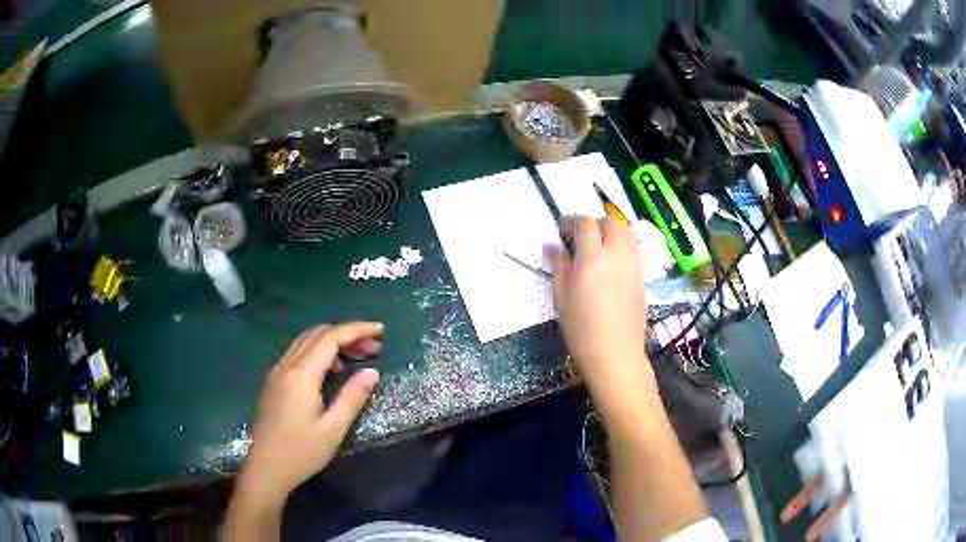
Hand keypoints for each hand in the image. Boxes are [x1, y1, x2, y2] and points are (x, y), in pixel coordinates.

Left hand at [234, 322, 382, 510]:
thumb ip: (352, 397)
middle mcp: (286, 366)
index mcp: (301, 375)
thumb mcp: (333, 429)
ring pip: (306, 342)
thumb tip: (372, 372)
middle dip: (347, 334)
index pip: (331, 338)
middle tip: (373, 348)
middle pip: (318, 334)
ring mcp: (277, 372)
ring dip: (332, 342)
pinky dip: (318, 352)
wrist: (265, 468)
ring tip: (356, 358)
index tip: (380, 331)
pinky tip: (331, 371)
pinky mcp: (273, 382)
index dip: (357, 330)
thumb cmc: (301, 452)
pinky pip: (298, 354)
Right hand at [549, 217, 651, 410]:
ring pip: (627, 230)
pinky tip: (610, 261)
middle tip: (579, 237)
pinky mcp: (642, 275)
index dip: (571, 221)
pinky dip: (622, 243)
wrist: (615, 354)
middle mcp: (617, 254)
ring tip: (597, 246)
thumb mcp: (561, 297)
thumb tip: (553, 245)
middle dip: (593, 223)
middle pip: (610, 221)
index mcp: (593, 258)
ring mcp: (633, 264)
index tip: (561, 231)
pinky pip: (634, 247)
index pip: (585, 223)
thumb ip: (559, 266)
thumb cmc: (581, 330)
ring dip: (611, 229)